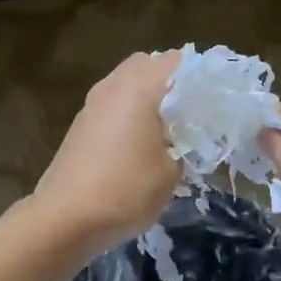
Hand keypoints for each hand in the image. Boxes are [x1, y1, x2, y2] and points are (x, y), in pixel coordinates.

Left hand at [30, 51, 181, 256]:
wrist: (65, 219)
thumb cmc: (126, 191)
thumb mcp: (172, 172)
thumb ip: (186, 143)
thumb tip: (186, 135)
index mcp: (140, 88)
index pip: (179, 61)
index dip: (201, 77)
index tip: (216, 103)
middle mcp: (113, 85)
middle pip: (149, 64)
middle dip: (173, 83)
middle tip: (192, 114)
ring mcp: (92, 103)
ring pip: (128, 84)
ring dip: (149, 98)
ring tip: (169, 130)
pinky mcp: (81, 124)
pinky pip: (114, 104)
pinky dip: (130, 113)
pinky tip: (141, 144)